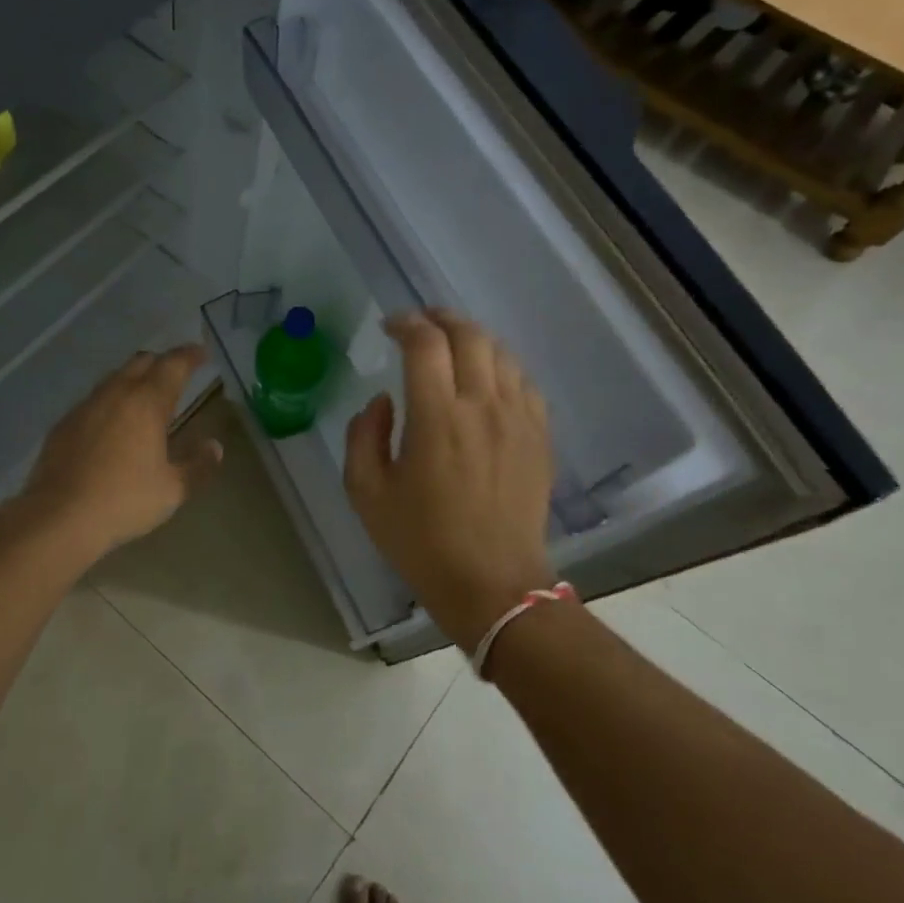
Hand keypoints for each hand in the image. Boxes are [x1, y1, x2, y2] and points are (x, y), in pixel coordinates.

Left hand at [12, 344, 222, 559]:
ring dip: (133, 379)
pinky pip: (93, 400)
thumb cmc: (124, 501)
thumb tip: (215, 447)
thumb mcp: (172, 490)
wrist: (59, 517)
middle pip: (141, 362)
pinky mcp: (64, 424)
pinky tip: (112, 423)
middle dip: (162, 362)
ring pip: (114, 378)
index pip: (173, 365)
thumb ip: (198, 465)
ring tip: (145, 396)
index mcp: (147, 403)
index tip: (202, 353)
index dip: (190, 355)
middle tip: (176, 373)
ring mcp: (85, 406)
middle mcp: (116, 394)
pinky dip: (110, 401)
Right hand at [343, 309, 555, 647]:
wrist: (492, 584)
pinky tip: (487, 378)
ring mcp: (518, 418)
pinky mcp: (539, 436)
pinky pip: (524, 382)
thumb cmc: (421, 541)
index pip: (425, 343)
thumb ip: (363, 435)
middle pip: (469, 335)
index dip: (406, 323)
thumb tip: (382, 401)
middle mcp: (482, 405)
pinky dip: (501, 366)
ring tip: (452, 345)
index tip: (390, 326)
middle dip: (441, 318)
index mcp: (436, 417)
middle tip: (421, 323)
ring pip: (501, 352)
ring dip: (473, 338)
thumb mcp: (366, 493)